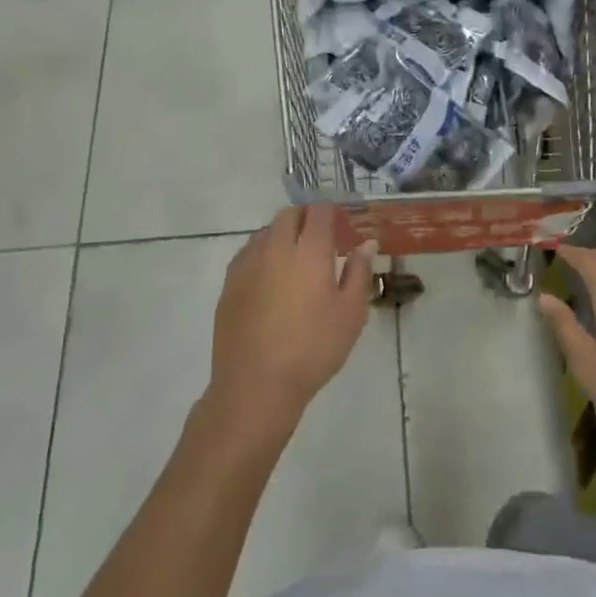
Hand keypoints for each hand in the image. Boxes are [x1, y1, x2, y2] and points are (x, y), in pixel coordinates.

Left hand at [208, 206, 375, 439]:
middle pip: (289, 215)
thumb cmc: (313, 348)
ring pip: (266, 232)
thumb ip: (360, 272)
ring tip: (296, 261)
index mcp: (309, 251)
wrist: (256, 384)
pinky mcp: (229, 283)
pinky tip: (271, 279)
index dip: (332, 212)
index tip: (342, 227)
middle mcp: (275, 248)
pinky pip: (248, 253)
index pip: (319, 212)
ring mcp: (247, 264)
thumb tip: (367, 243)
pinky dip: (263, 254)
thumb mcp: (351, 313)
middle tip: (321, 241)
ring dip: (283, 235)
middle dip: (306, 218)